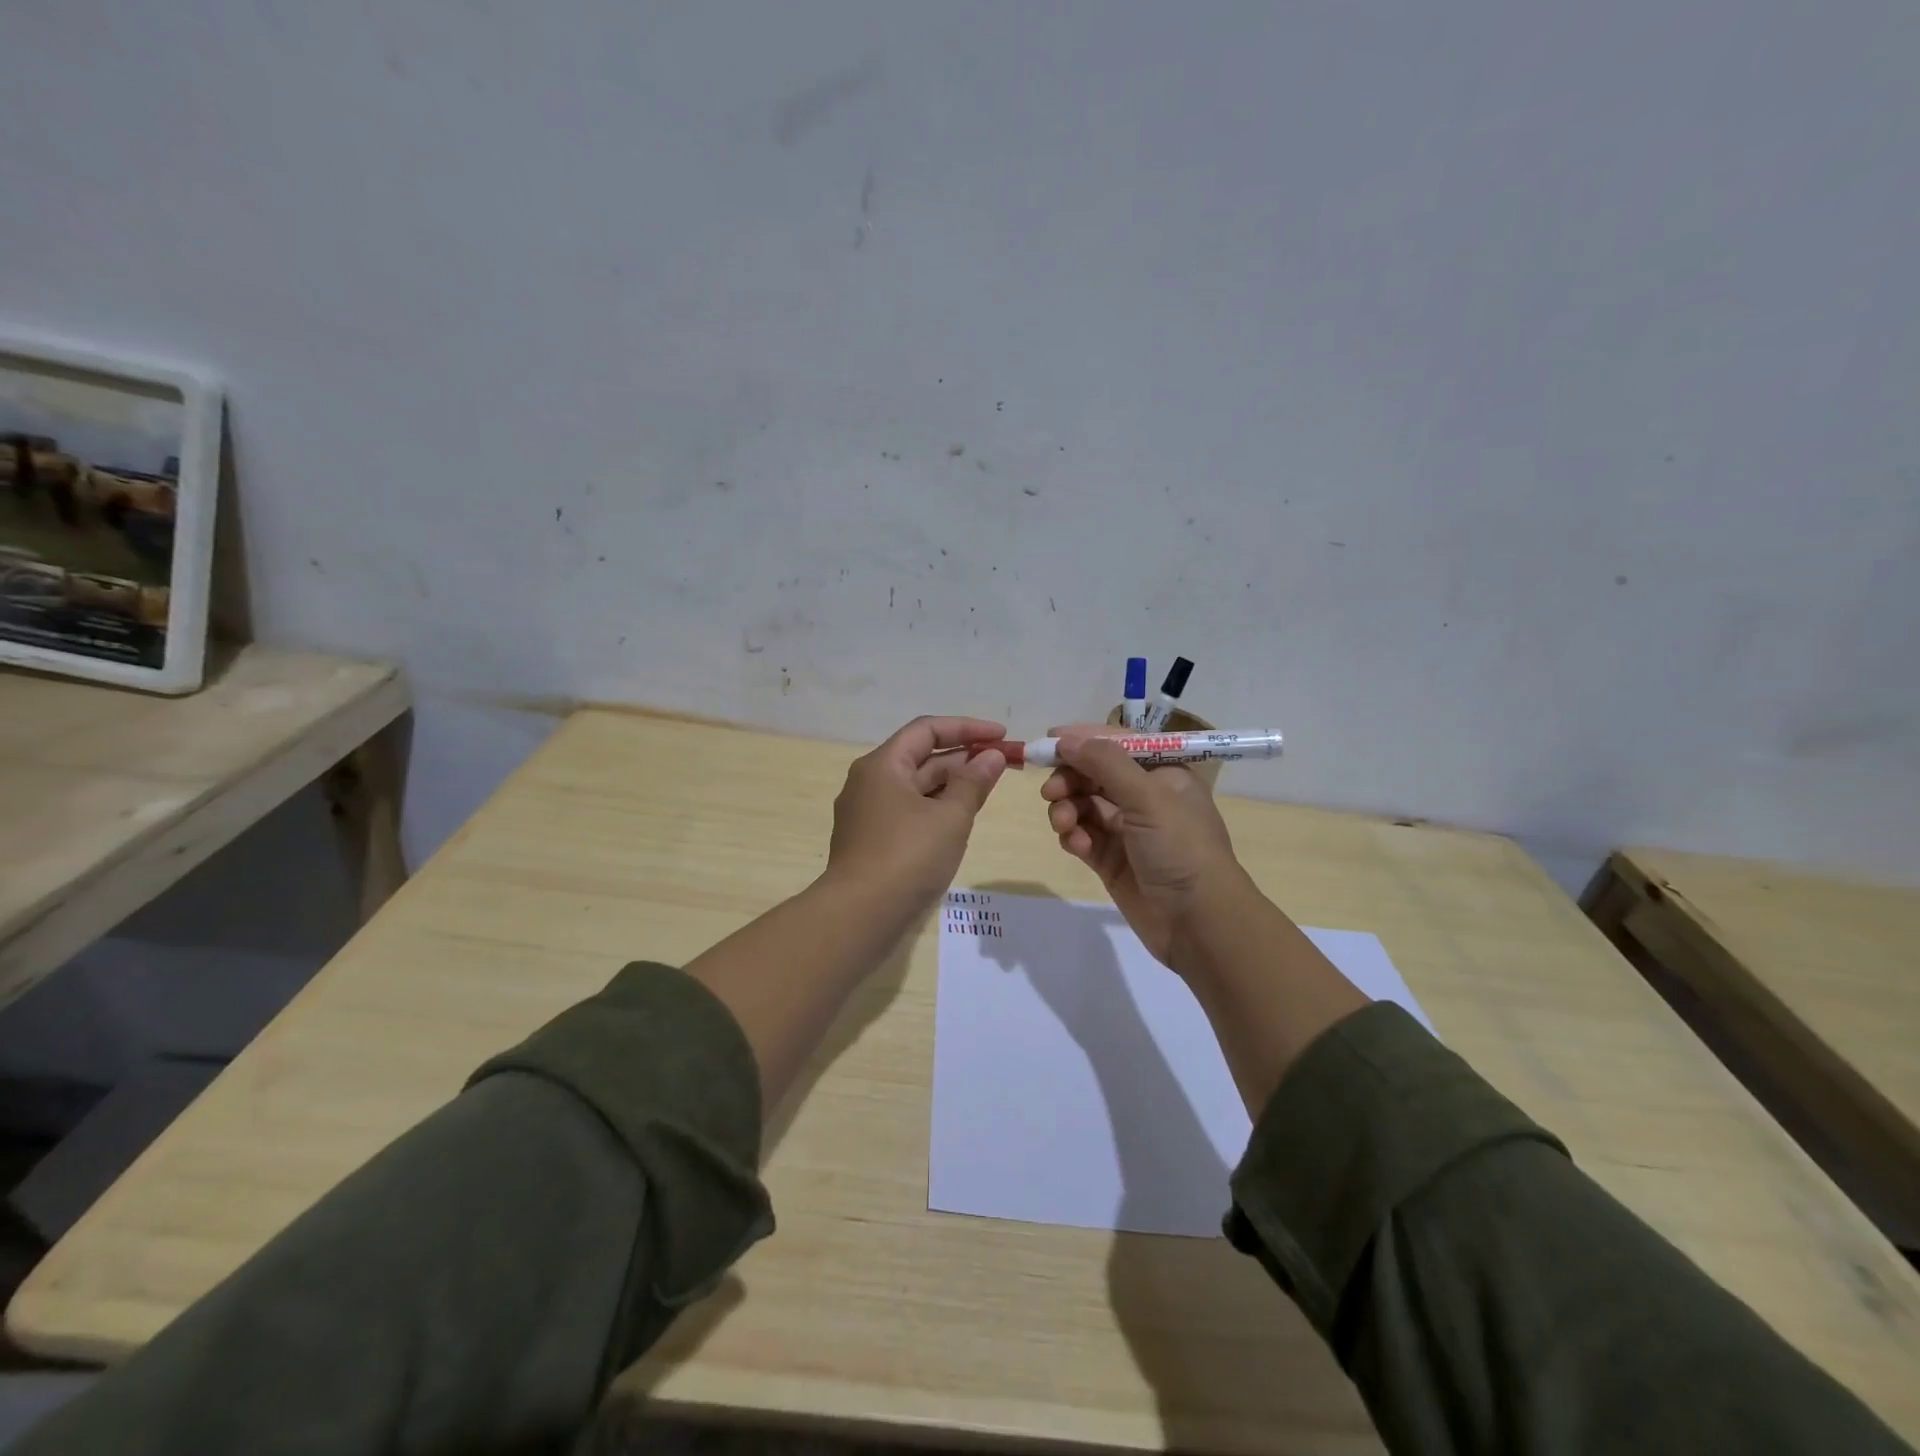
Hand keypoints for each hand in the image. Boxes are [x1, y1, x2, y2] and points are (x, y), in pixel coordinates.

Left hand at [825, 716, 1008, 913]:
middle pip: (921, 757)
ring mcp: (867, 813)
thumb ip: (973, 782)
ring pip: (916, 787)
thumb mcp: (950, 817)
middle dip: (963, 757)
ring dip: (952, 783)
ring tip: (989, 788)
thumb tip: (991, 756)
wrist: (859, 915)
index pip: (927, 730)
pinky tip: (961, 818)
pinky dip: (937, 807)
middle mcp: (869, 782)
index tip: (1002, 736)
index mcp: (882, 765)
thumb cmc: (907, 856)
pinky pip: (909, 811)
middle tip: (1004, 763)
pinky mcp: (871, 841)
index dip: (967, 728)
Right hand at [1040, 724, 1244, 967]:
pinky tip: (1078, 846)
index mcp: (1164, 774)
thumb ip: (1105, 763)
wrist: (1199, 922)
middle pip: (1094, 774)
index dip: (1083, 740)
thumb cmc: (1181, 848)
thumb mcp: (1148, 797)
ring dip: (1068, 809)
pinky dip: (1075, 837)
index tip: (1048, 742)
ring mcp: (1127, 830)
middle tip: (1050, 792)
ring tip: (1064, 824)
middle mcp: (1145, 797)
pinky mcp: (1112, 860)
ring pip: (1084, 805)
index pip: (1117, 744)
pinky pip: (1082, 837)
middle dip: (1070, 779)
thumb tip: (1066, 738)